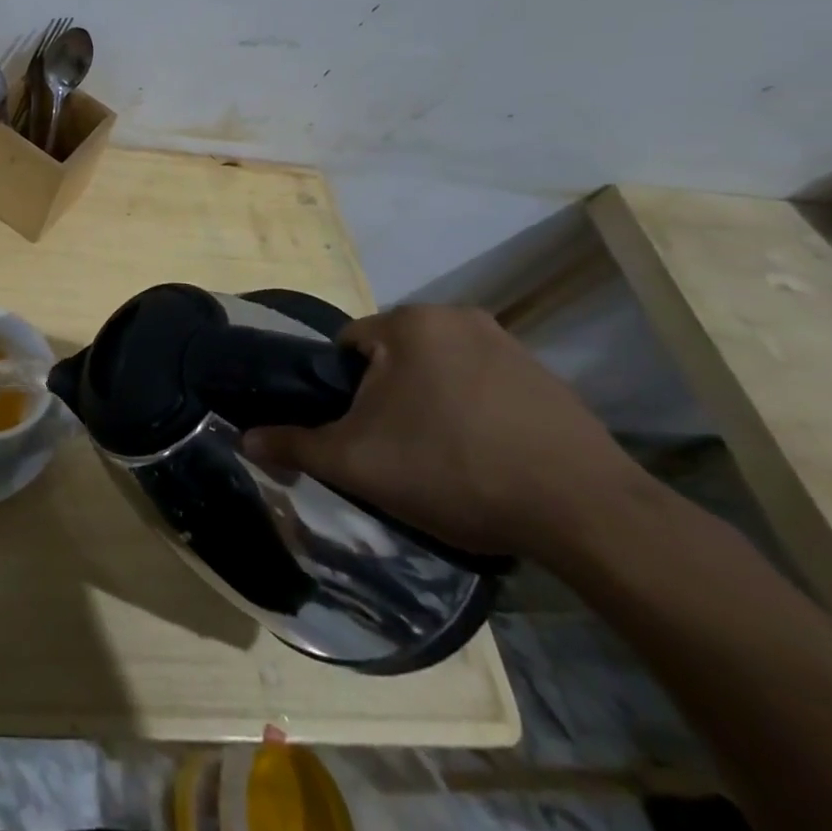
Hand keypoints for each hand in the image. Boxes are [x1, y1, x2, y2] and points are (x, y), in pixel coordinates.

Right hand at [242, 304, 643, 556]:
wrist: (586, 513)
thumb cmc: (454, 470)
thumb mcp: (357, 463)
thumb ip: (295, 445)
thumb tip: (245, 439)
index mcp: (409, 323)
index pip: (349, 347)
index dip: (344, 393)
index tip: (361, 434)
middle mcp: (457, 317)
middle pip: (395, 358)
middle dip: (388, 398)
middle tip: (398, 451)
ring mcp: (509, 344)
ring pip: (439, 371)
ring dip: (430, 404)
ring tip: (443, 460)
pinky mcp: (548, 378)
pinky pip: (484, 386)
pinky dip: (473, 413)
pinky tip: (486, 458)